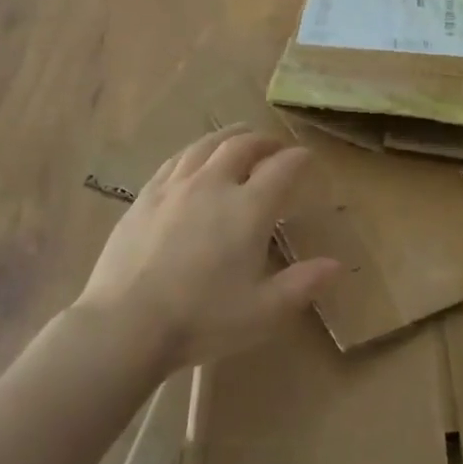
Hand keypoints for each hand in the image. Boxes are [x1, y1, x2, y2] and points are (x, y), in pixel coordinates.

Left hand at [74, 126, 340, 370]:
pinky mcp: (145, 197)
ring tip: (238, 141)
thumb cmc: (202, 320)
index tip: (307, 159)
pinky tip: (194, 160)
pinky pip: (175, 160)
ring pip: (206, 145)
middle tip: (275, 148)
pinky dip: (195, 152)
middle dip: (264, 141)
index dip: (299, 159)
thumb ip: (302, 285)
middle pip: (242, 145)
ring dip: (229, 137)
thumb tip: (336, 265)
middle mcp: (213, 185)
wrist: (125, 325)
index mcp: (248, 208)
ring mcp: (175, 187)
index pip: (282, 168)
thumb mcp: (263, 312)